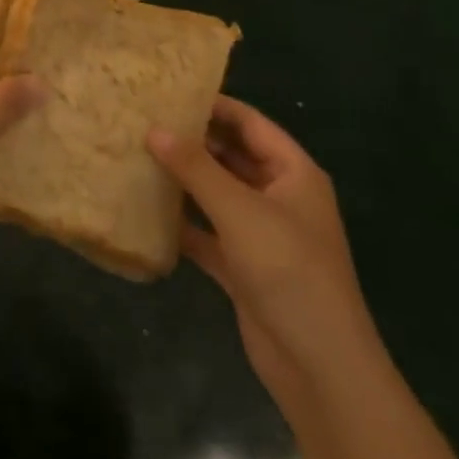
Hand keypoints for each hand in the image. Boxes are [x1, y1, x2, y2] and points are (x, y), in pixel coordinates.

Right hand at [148, 99, 377, 397]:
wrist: (320, 369)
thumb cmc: (288, 270)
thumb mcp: (239, 210)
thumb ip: (195, 167)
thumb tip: (154, 129)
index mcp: (293, 173)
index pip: (249, 123)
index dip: (213, 104)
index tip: (168, 90)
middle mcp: (279, 197)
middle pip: (232, 156)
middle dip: (192, 141)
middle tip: (144, 120)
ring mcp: (262, 234)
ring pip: (217, 194)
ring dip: (184, 180)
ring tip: (138, 155)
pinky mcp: (244, 268)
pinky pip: (208, 233)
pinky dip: (183, 222)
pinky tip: (147, 209)